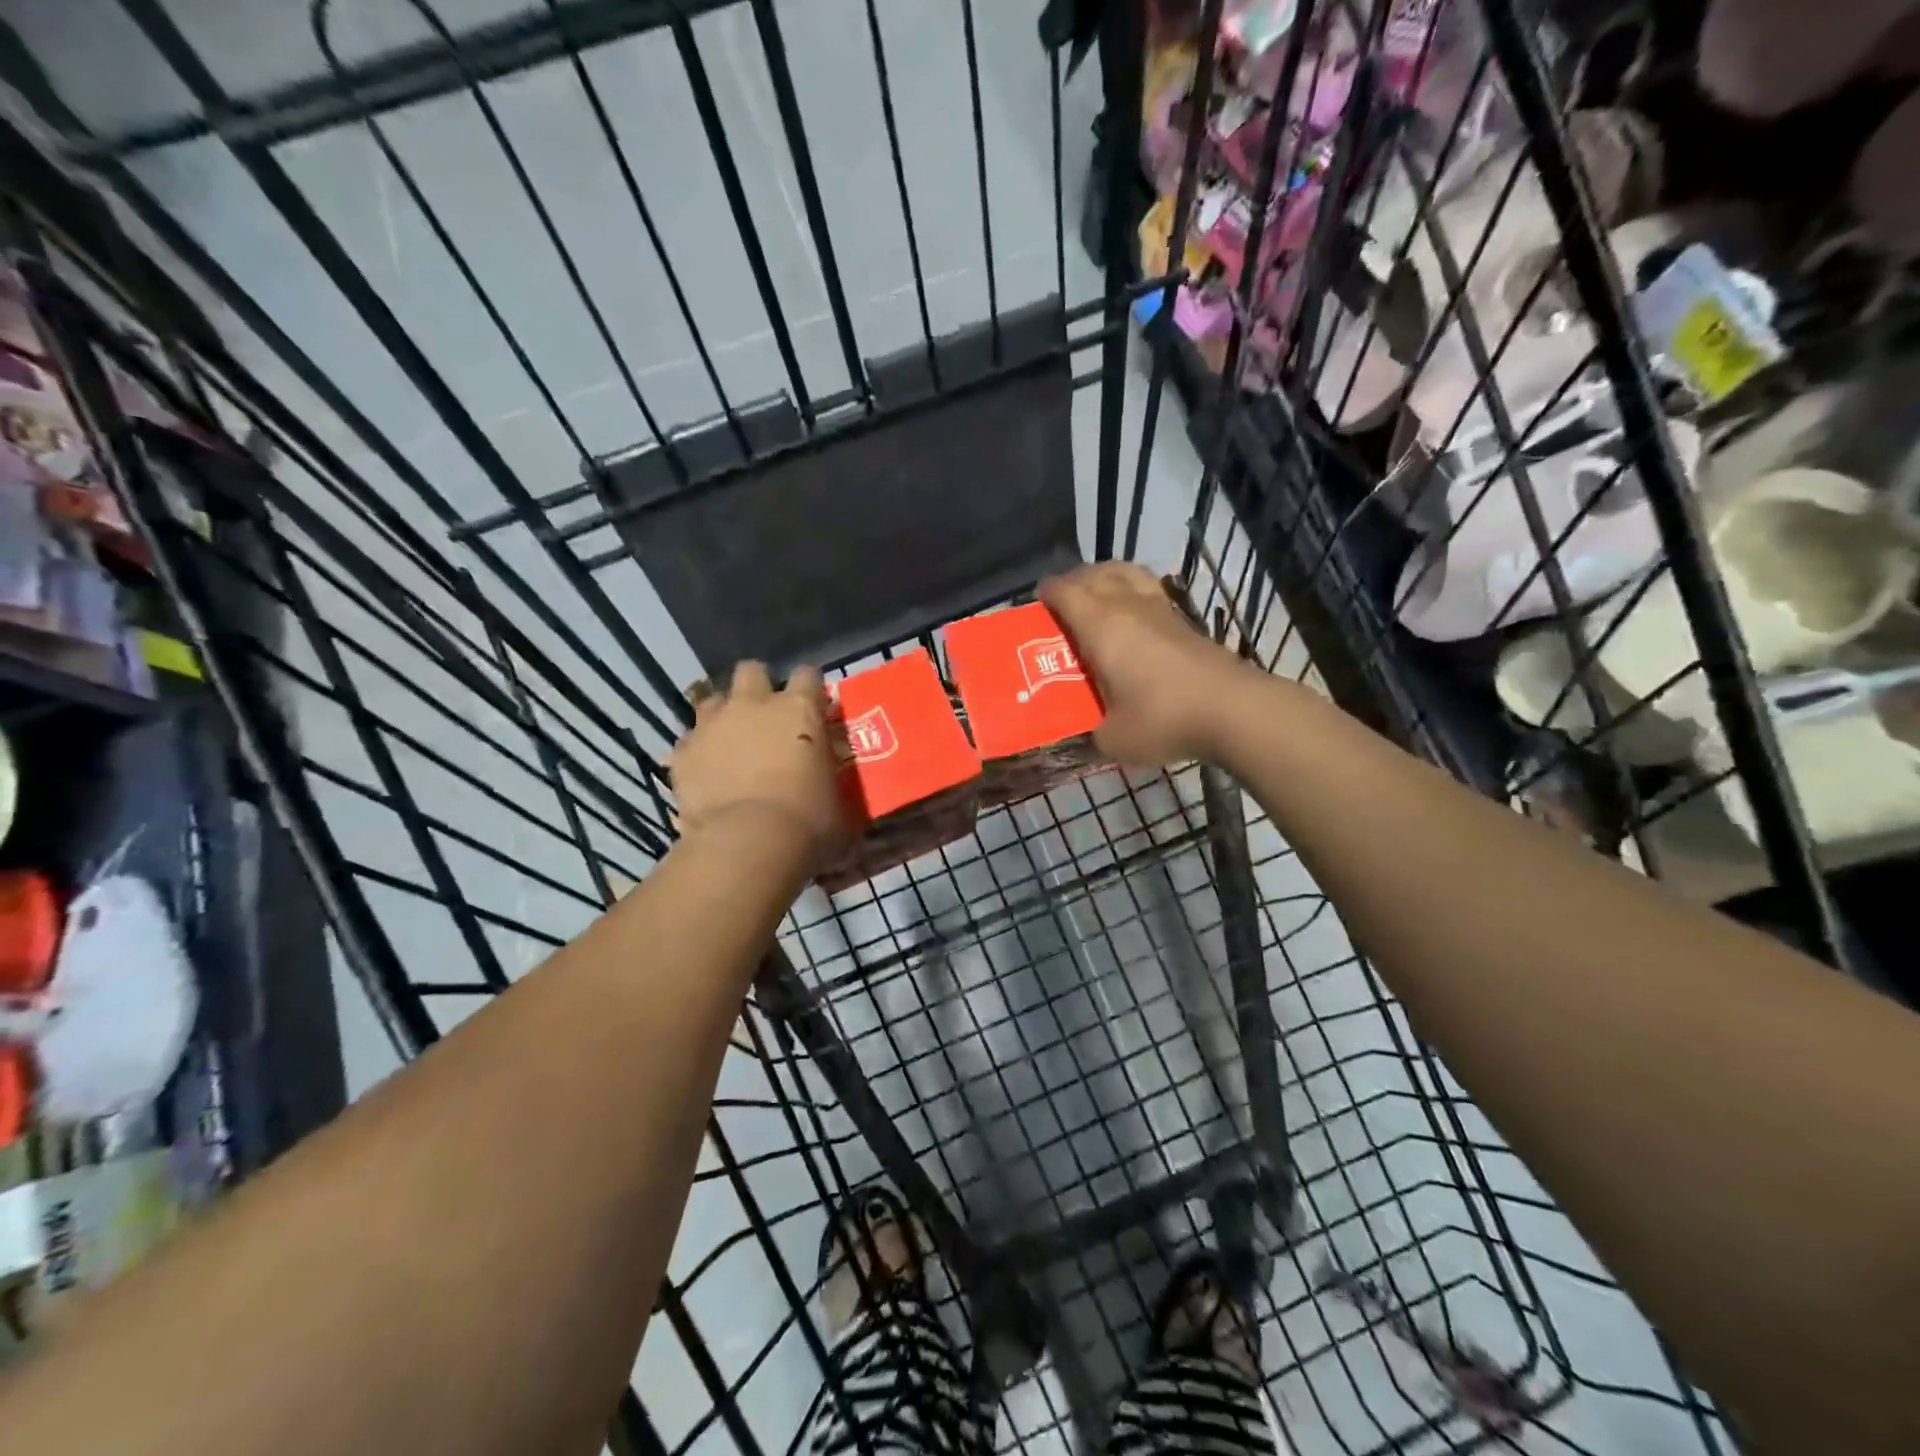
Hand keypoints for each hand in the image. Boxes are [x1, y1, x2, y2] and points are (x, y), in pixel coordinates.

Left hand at [671, 663, 848, 863]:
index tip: (813, 707)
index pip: (808, 675)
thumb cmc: (808, 821)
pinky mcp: (683, 752)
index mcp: (800, 710)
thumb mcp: (837, 798)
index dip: (810, 690)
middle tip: (766, 716)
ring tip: (731, 740)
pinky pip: (689, 740)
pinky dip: (698, 751)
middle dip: (758, 687)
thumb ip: (828, 776)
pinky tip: (706, 772)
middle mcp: (754, 705)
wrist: (749, 843)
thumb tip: (827, 783)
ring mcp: (713, 724)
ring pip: (713, 698)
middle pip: (752, 671)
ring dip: (723, 714)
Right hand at [1039, 562, 1250, 766]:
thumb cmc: (1162, 719)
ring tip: (1095, 598)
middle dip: (1072, 583)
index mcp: (1100, 625)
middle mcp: (1127, 606)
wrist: (1233, 710)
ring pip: (1125, 573)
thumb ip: (1090, 733)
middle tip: (1059, 607)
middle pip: (1093, 574)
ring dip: (1104, 578)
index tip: (1034, 607)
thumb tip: (1085, 733)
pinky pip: (1148, 589)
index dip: (1046, 594)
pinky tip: (1131, 619)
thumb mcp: (1112, 739)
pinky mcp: (1184, 620)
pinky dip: (1131, 591)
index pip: (1064, 591)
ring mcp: (1160, 609)